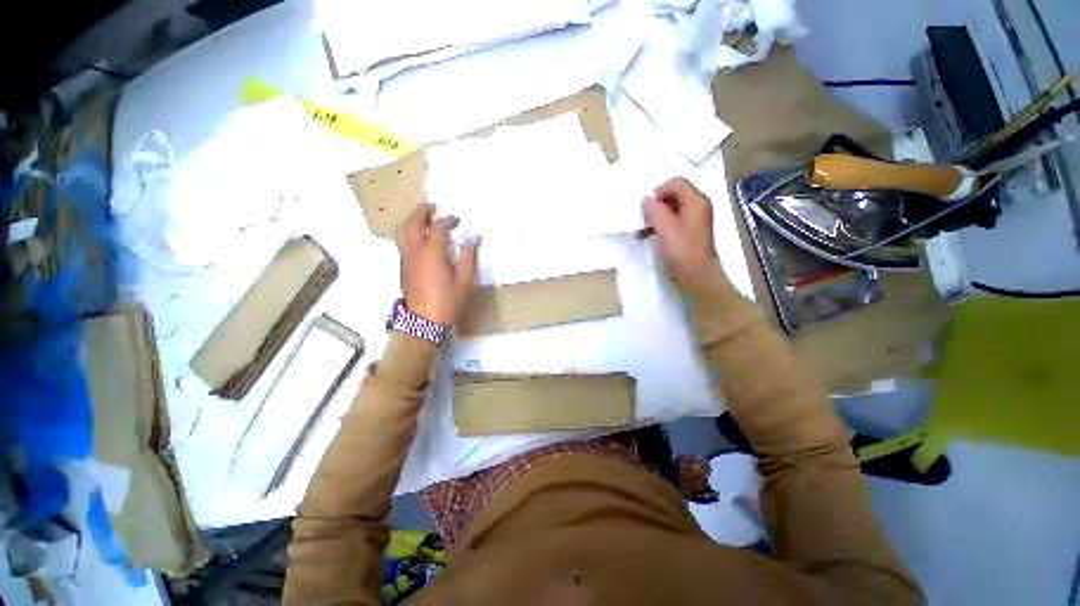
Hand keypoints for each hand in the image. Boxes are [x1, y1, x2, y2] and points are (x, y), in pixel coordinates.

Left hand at [396, 203, 479, 325]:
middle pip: (413, 224)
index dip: (448, 220)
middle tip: (431, 206)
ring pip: (403, 232)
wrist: (424, 320)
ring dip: (412, 221)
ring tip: (422, 217)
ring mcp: (406, 259)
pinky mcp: (403, 267)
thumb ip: (469, 257)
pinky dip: (409, 233)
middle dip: (421, 212)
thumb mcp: (465, 280)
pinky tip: (418, 237)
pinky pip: (403, 243)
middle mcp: (416, 252)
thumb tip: (472, 239)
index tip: (457, 220)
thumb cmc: (448, 300)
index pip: (438, 228)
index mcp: (433, 253)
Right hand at [643, 177, 717, 290]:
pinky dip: (662, 225)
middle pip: (675, 194)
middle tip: (646, 219)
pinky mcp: (690, 232)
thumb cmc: (682, 251)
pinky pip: (674, 220)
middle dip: (657, 204)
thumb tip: (646, 200)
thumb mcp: (665, 228)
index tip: (648, 208)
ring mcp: (695, 220)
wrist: (697, 276)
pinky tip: (651, 236)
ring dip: (657, 216)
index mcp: (696, 201)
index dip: (659, 191)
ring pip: (673, 208)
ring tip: (645, 229)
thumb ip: (654, 210)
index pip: (676, 183)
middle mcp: (698, 206)